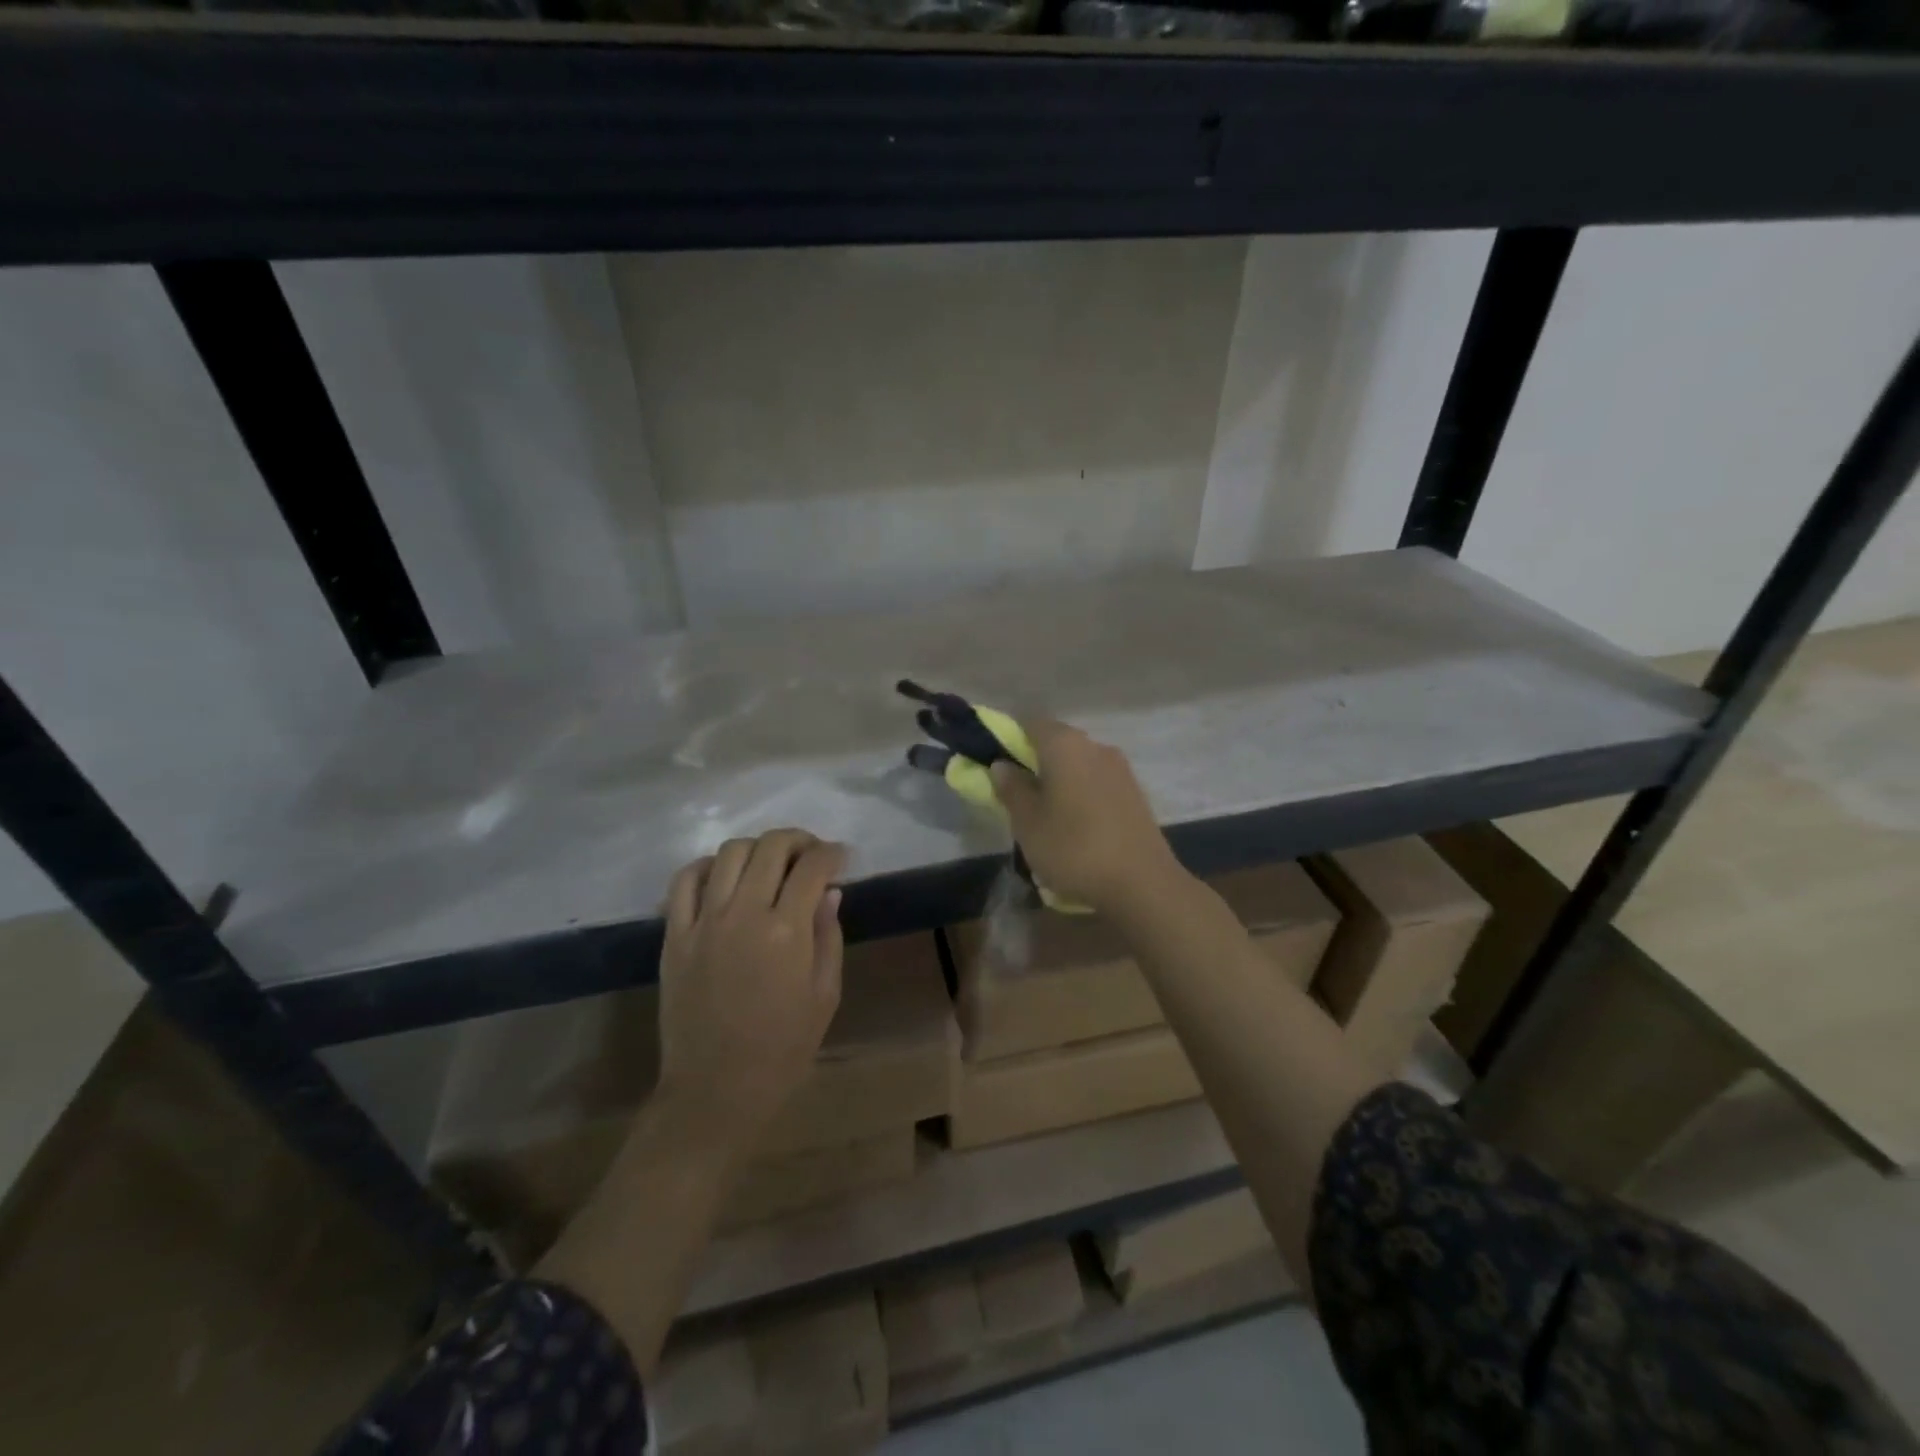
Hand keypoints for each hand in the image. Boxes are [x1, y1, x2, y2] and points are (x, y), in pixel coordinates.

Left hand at [656, 829, 844, 1153]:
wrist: (716, 1089)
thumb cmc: (783, 1047)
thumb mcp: (825, 994)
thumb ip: (829, 935)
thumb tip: (829, 891)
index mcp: (787, 931)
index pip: (812, 866)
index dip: (832, 854)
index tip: (841, 858)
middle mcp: (744, 914)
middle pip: (771, 847)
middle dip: (798, 840)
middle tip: (810, 853)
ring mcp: (703, 921)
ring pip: (729, 853)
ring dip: (757, 847)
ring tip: (770, 863)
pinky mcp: (674, 935)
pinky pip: (685, 880)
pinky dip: (707, 866)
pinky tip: (724, 876)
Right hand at [989, 719, 1184, 915]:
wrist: (1142, 883)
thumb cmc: (1073, 848)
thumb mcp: (1028, 823)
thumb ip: (1012, 789)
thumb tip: (1002, 764)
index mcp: (1065, 744)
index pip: (1029, 723)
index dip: (1009, 740)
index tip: (998, 769)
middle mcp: (1095, 746)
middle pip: (1056, 743)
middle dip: (1035, 764)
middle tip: (1019, 798)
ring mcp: (1120, 769)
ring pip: (1078, 764)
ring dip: (1060, 782)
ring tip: (1047, 818)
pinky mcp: (1135, 793)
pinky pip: (1097, 783)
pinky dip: (1082, 795)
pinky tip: (1077, 827)